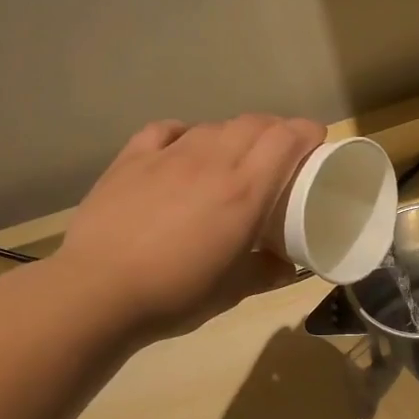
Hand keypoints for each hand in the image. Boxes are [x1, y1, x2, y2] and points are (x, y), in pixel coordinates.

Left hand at [55, 115, 324, 339]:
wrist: (100, 290)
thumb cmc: (177, 294)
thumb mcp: (234, 291)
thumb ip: (267, 272)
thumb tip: (287, 265)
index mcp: (244, 192)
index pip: (287, 138)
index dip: (307, 133)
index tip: (317, 144)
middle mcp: (211, 161)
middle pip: (253, 124)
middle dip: (276, 130)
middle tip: (281, 155)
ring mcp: (168, 156)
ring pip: (213, 126)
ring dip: (233, 135)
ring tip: (234, 159)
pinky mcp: (132, 159)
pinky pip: (167, 131)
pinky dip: (186, 134)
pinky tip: (184, 150)